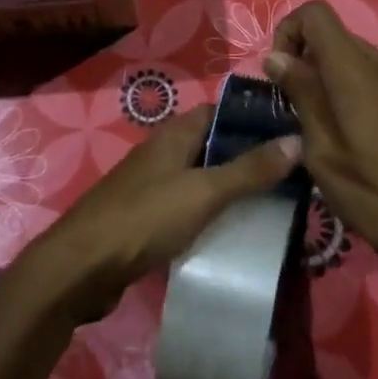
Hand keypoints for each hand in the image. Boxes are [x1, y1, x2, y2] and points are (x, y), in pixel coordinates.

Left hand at [13, 105, 298, 325]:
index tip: (292, 131)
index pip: (220, 111)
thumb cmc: (145, 218)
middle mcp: (163, 153)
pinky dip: (212, 213)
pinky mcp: (147, 218)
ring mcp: (153, 186)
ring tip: (275, 202)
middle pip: (213, 145)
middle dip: (249, 156)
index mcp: (174, 135)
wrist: (82, 267)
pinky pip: (188, 206)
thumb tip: (296, 139)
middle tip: (293, 173)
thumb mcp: (204, 192)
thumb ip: (249, 170)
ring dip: (232, 187)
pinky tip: (234, 231)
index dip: (253, 118)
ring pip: (201, 178)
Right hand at [265, 1, 377, 317]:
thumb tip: (276, 56)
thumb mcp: (323, 150)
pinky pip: (374, 76)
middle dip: (304, 58)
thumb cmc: (373, 195)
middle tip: (293, 108)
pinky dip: (351, 88)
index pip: (315, 14)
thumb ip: (301, 95)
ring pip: (353, 56)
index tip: (279, 75)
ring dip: (327, 76)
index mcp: (356, 71)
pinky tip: (353, 134)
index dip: (288, 32)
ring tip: (320, 125)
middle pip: (334, 34)